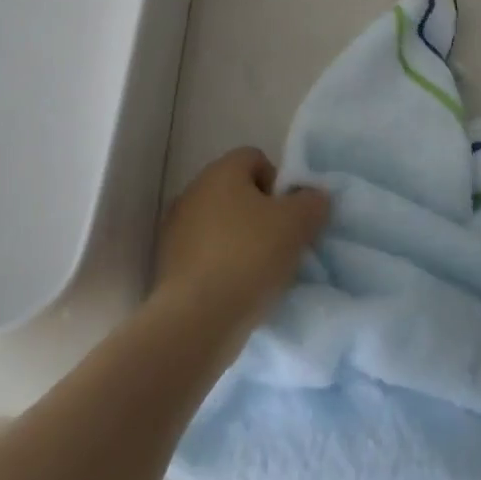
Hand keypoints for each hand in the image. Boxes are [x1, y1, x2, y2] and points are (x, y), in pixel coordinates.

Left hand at [153, 147, 329, 347]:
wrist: (196, 321)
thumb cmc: (249, 257)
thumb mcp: (297, 224)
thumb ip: (312, 202)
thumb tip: (314, 197)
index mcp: (221, 171)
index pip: (256, 159)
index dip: (278, 183)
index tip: (289, 216)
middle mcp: (193, 190)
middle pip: (237, 192)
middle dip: (260, 214)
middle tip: (280, 244)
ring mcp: (175, 228)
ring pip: (219, 224)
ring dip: (239, 240)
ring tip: (259, 272)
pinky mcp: (166, 265)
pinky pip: (204, 254)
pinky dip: (220, 265)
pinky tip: (235, 290)